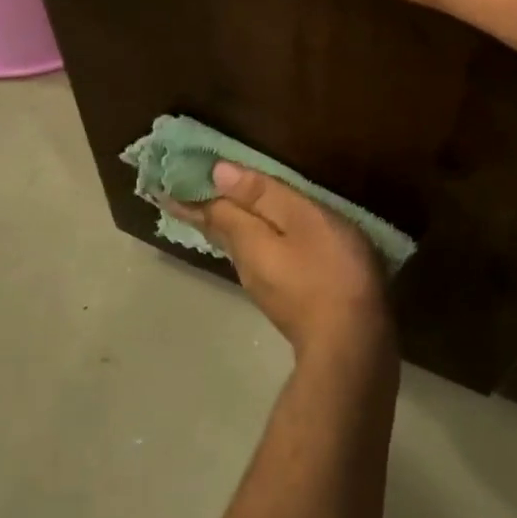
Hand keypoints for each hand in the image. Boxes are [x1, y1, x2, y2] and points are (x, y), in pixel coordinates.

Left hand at [168, 163, 392, 370]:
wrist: (351, 345)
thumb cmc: (331, 273)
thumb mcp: (305, 222)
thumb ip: (265, 196)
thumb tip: (217, 172)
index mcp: (246, 241)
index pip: (211, 210)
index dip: (192, 192)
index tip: (164, 179)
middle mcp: (246, 265)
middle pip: (220, 231)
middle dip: (203, 210)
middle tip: (182, 192)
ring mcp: (266, 288)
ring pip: (239, 248)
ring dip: (229, 226)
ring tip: (225, 208)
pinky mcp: (286, 302)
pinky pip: (260, 261)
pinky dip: (255, 243)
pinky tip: (268, 242)